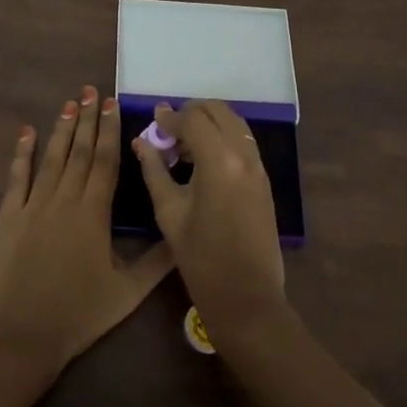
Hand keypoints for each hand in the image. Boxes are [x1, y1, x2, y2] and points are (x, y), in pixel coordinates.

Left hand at [0, 86, 174, 374]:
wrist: (21, 339)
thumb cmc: (78, 315)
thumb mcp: (127, 293)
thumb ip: (157, 261)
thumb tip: (184, 234)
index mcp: (93, 213)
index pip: (104, 161)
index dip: (109, 130)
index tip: (112, 103)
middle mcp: (63, 200)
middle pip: (78, 151)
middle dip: (87, 119)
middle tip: (91, 90)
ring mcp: (32, 206)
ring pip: (50, 158)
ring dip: (61, 129)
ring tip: (69, 102)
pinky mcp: (7, 218)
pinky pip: (15, 178)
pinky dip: (21, 153)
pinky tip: (26, 133)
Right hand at [133, 100, 288, 342]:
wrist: (247, 296)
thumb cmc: (201, 258)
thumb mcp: (169, 212)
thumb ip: (154, 170)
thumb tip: (141, 142)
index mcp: (219, 160)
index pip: (193, 118)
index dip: (170, 118)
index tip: (152, 124)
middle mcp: (244, 154)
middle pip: (218, 110)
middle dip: (191, 113)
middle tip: (168, 132)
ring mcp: (258, 166)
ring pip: (234, 123)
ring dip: (209, 124)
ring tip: (182, 147)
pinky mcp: (264, 179)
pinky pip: (242, 142)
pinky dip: (222, 139)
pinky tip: (201, 161)